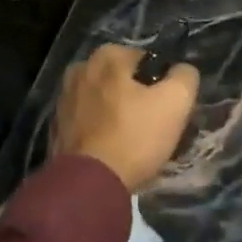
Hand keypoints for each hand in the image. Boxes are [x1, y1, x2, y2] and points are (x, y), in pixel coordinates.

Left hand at [51, 43, 199, 193]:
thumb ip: (185, 76)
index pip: (148, 61)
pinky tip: (112, 150)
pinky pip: (89, 122)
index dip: (161, 84)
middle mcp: (80, 69)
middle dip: (137, 97)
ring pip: (104, 101)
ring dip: (118, 114)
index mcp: (107, 56)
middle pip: (123, 81)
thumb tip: (181, 71)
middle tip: (152, 126)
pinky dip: (100, 131)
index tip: (167, 109)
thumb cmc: (134, 136)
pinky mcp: (56, 127)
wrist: (88, 185)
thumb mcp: (176, 101)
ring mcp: (63, 99)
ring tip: (133, 142)